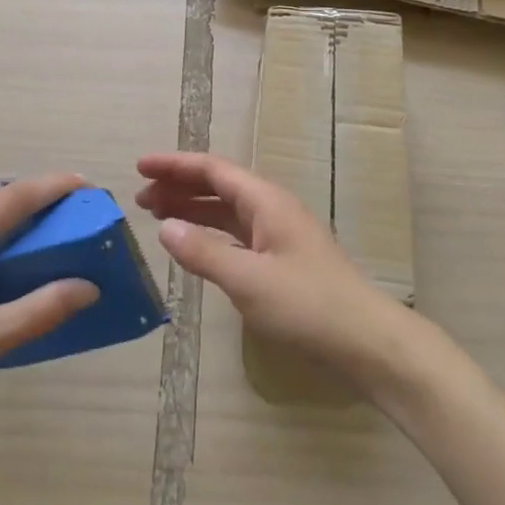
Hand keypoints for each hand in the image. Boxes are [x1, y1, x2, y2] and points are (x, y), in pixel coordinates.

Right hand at [135, 152, 415, 391]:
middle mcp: (271, 208)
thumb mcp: (248, 280)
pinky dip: (210, 233)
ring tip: (156, 216)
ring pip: (227, 210)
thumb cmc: (306, 304)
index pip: (212, 169)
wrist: (365, 339)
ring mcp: (278, 233)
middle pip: (218, 185)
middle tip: (140, 197)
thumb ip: (204, 252)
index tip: (140, 167)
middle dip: (179, 186)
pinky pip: (236, 232)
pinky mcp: (282, 258)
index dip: (175, 165)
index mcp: (265, 200)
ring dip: (192, 209)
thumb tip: (164, 228)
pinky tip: (194, 245)